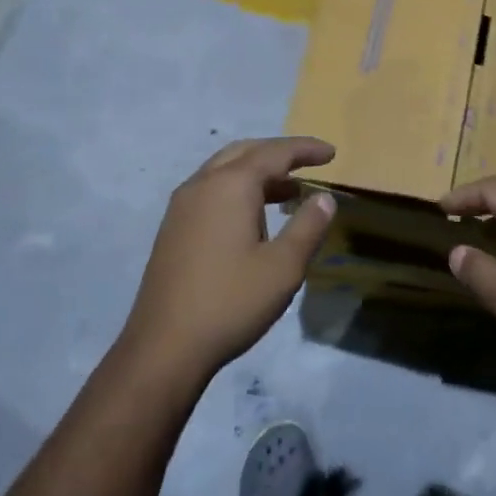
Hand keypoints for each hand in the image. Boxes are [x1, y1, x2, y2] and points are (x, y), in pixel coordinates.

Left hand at [123, 137, 337, 384]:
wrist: (164, 346)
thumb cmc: (230, 302)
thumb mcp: (283, 267)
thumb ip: (308, 226)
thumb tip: (324, 198)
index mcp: (231, 185)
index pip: (275, 152)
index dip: (306, 149)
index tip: (332, 153)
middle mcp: (203, 183)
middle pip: (246, 151)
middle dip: (279, 154)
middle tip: (309, 164)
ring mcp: (182, 205)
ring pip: (225, 169)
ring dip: (258, 172)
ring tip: (288, 192)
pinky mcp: (173, 227)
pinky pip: (211, 189)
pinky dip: (238, 188)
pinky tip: (253, 217)